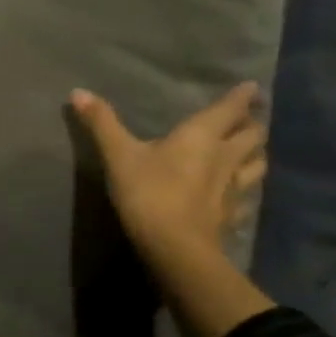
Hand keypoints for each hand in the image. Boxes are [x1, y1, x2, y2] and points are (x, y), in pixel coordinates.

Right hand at [71, 83, 267, 285]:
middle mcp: (225, 157)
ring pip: (257, 165)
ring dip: (256, 154)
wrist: (176, 250)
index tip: (251, 87)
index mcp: (202, 136)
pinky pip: (246, 198)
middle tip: (249, 118)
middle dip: (252, 124)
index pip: (231, 109)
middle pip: (253, 136)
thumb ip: (102, 123)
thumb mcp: (119, 154)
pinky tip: (238, 195)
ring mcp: (233, 189)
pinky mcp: (231, 217)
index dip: (243, 96)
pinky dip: (246, 191)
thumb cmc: (149, 193)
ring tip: (250, 151)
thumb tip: (78, 92)